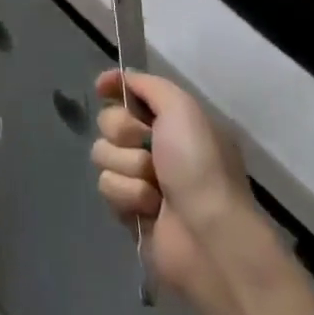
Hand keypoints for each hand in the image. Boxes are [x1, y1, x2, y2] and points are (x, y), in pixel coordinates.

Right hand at [90, 70, 272, 314]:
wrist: (210, 236)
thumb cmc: (200, 166)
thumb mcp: (183, 109)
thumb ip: (149, 85)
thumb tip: (123, 78)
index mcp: (173, 121)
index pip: (132, 92)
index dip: (115, 86)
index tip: (103, 87)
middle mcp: (155, 146)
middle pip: (109, 120)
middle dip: (123, 131)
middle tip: (147, 146)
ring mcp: (140, 178)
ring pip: (103, 153)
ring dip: (128, 167)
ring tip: (155, 187)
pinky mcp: (128, 209)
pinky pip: (107, 186)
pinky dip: (128, 194)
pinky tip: (150, 209)